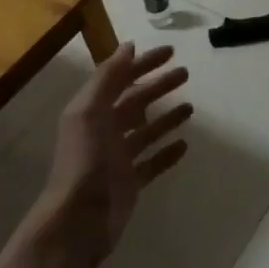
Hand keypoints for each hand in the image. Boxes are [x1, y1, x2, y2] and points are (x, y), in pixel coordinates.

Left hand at [14, 43, 192, 267]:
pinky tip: (185, 145)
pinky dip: (167, 152)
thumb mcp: (89, 111)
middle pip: (136, 102)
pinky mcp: (130, 182)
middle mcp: (104, 130)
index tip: (171, 52)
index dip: (144, 64)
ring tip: (191, 107)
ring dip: (166, 117)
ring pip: (146, 131)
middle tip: (185, 73)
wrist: (78, 220)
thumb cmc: (84, 161)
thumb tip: (129, 47)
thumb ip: (108, 78)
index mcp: (92, 111)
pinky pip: (153, 162)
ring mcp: (118, 158)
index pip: (121, 79)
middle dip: (159, 86)